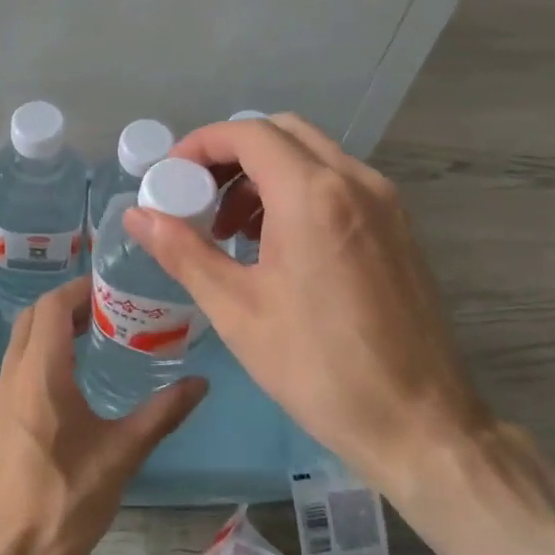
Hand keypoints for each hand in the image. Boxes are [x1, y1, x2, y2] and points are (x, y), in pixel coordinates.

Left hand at [0, 277, 206, 554]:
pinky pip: (18, 365)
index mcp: (40, 376)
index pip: (52, 307)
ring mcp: (0, 398)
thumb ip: (163, 413)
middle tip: (111, 306)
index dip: (80, 289)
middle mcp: (12, 377)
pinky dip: (43, 351)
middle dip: (67, 303)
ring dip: (53, 327)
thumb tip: (201, 382)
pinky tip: (75, 373)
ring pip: (22, 341)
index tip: (113, 285)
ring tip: (98, 332)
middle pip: (33, 318)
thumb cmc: (69, 501)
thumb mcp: (123, 454)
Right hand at [124, 115, 554, 554]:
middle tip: (196, 196)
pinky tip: (277, 245)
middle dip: (231, 154)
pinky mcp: (399, 227)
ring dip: (264, 173)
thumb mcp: (236, 309)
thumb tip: (137, 214)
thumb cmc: (316, 368)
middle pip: (283, 133)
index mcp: (313, 196)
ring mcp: (385, 202)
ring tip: (231, 228)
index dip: (200, 145)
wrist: (417, 421)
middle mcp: (356, 182)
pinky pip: (339, 184)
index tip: (169, 177)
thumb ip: (183, 251)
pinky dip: (298, 191)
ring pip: (314, 156)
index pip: (248, 135)